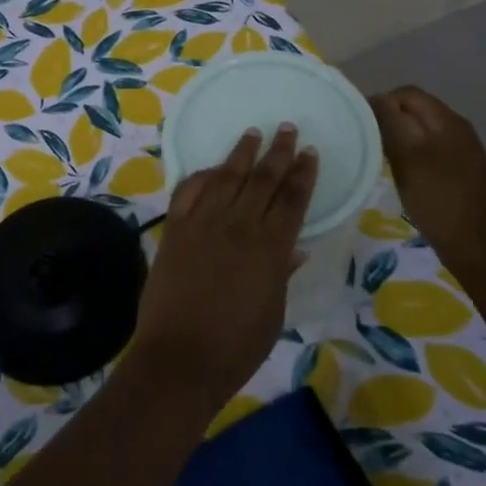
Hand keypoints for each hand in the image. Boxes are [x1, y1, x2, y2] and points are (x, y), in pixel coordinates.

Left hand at [130, 126, 318, 410]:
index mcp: (270, 248)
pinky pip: (188, 192)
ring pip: (227, 177)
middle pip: (262, 180)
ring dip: (241, 153)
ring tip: (253, 133)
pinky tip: (211, 168)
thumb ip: (281, 274)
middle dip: (278, 152)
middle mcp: (238, 226)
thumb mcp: (272, 313)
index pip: (292, 200)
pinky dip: (201, 176)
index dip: (302, 174)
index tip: (310, 152)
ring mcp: (203, 224)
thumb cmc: (236, 346)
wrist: (180, 357)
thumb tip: (295, 247)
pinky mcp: (175, 229)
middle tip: (288, 128)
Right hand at [369, 87, 485, 265]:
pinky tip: (401, 172)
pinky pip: (429, 148)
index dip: (381, 102)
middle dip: (390, 119)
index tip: (361, 125)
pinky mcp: (460, 170)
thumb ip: (390, 122)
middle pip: (416, 109)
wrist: (473, 246)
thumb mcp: (407, 157)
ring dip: (399, 137)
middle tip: (368, 141)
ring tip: (380, 156)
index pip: (408, 94)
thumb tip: (374, 100)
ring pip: (421, 130)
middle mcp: (458, 129)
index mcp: (448, 121)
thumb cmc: (437, 198)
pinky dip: (411, 153)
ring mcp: (462, 151)